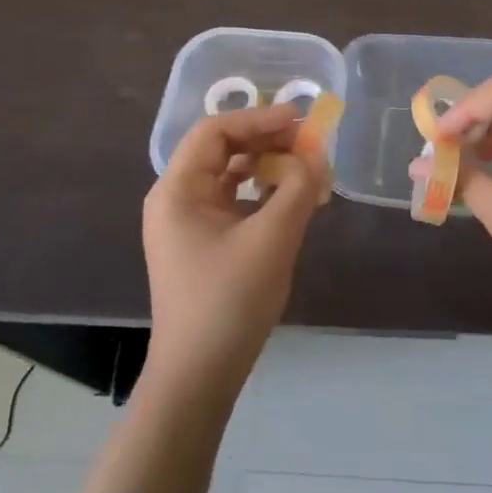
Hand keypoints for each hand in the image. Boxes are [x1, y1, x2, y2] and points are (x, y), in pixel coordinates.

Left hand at [142, 103, 328, 395]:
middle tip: (308, 142)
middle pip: (221, 148)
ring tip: (304, 165)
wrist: (200, 375)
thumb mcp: (273, 238)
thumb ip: (298, 187)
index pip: (215, 130)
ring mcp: (186, 221)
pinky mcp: (201, 242)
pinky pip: (232, 199)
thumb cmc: (230, 300)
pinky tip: (289, 195)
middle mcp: (176, 198)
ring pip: (228, 172)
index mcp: (177, 189)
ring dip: (266, 163)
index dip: (259, 118)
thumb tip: (315, 154)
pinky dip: (260, 190)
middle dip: (266, 139)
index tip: (299, 119)